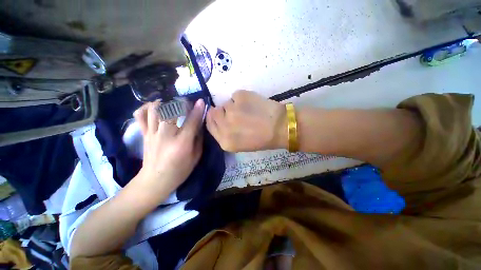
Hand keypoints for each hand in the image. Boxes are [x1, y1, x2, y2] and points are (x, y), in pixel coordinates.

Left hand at [133, 99, 204, 198]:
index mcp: (181, 143)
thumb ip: (199, 139)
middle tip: (187, 104)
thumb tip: (199, 124)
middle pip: (171, 111)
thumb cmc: (180, 171)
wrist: (155, 180)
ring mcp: (152, 133)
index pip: (191, 122)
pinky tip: (154, 107)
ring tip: (171, 103)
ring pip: (155, 110)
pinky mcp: (144, 134)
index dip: (197, 110)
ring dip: (164, 102)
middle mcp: (166, 136)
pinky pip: (140, 116)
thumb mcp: (196, 157)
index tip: (201, 101)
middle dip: (180, 103)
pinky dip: (146, 107)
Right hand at [206, 90, 286, 151]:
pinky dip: (242, 99)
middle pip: (214, 112)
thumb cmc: (262, 139)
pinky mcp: (240, 97)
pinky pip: (235, 96)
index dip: (213, 118)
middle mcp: (224, 126)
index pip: (209, 125)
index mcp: (225, 141)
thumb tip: (220, 119)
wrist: (280, 127)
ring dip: (234, 106)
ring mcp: (231, 110)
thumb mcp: (240, 145)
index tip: (219, 115)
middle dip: (222, 111)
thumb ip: (226, 134)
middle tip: (235, 112)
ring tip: (248, 110)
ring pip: (226, 103)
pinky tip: (253, 104)